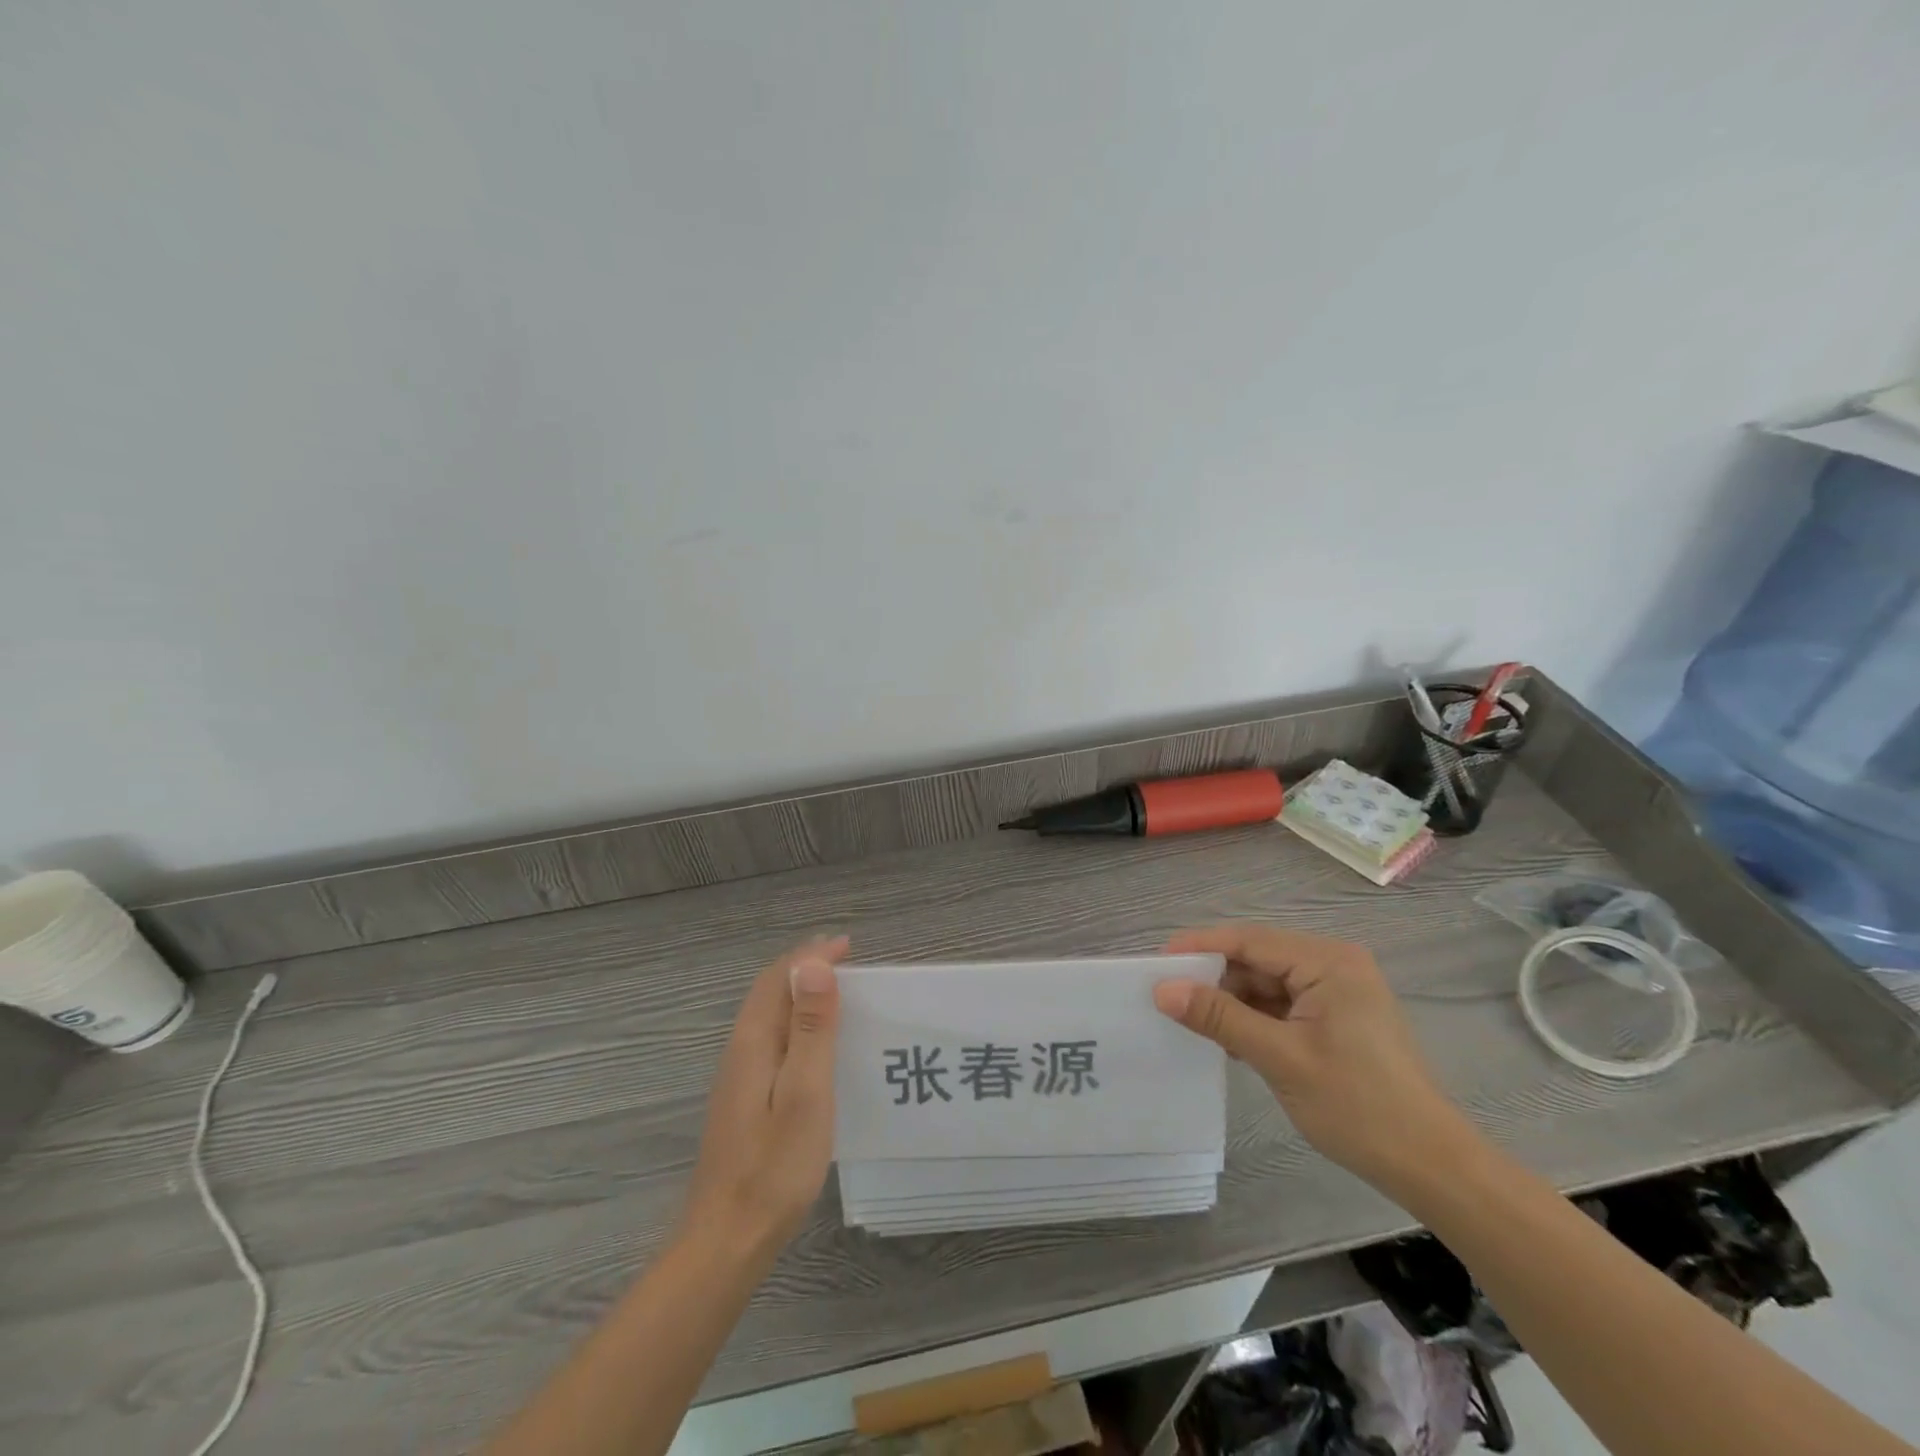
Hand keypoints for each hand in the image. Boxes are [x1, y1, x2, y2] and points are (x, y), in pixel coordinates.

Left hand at [681, 935, 848, 1255]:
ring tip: (839, 995)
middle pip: (769, 992)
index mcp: (753, 1042)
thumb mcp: (805, 1093)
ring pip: (768, 1017)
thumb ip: (809, 1028)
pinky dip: (796, 1025)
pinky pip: (771, 1041)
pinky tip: (815, 1047)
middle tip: (848, 962)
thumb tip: (812, 963)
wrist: (726, 1241)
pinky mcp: (743, 1101)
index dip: (812, 955)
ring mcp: (737, 1078)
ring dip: (800, 995)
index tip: (849, 945)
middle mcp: (739, 1051)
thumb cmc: (774, 1166)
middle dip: (805, 968)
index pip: (778, 978)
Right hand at [1153, 923, 1473, 1192]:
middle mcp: (1333, 964)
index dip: (1200, 947)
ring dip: (1232, 1001)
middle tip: (1167, 996)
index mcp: (1328, 961)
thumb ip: (1219, 1017)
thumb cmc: (1358, 1106)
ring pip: (1266, 982)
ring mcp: (1337, 991)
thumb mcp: (1279, 1058)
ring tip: (1192, 1022)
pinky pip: (1282, 1004)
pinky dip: (1253, 1018)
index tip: (1156, 962)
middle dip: (1214, 977)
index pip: (1249, 940)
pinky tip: (1228, 1039)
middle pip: (1257, 958)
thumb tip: (1162, 989)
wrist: (1430, 1166)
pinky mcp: (1336, 1017)